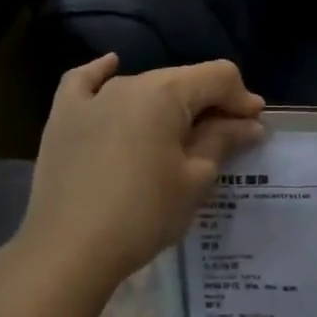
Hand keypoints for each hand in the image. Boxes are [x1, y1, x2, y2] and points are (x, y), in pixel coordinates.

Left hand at [16, 55, 264, 292]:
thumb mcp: (195, 180)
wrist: (69, 250)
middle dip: (211, 103)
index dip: (243, 99)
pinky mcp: (63, 117)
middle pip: (183, 80)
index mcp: (166, 93)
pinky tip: (112, 67)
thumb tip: (250, 124)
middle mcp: (129, 83)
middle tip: (227, 138)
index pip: (219, 77)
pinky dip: (103, 74)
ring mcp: (91, 98)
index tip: (254, 129)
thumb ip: (223, 141)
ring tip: (180, 135)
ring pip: (143, 87)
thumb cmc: (143, 215)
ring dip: (170, 104)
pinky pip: (86, 83)